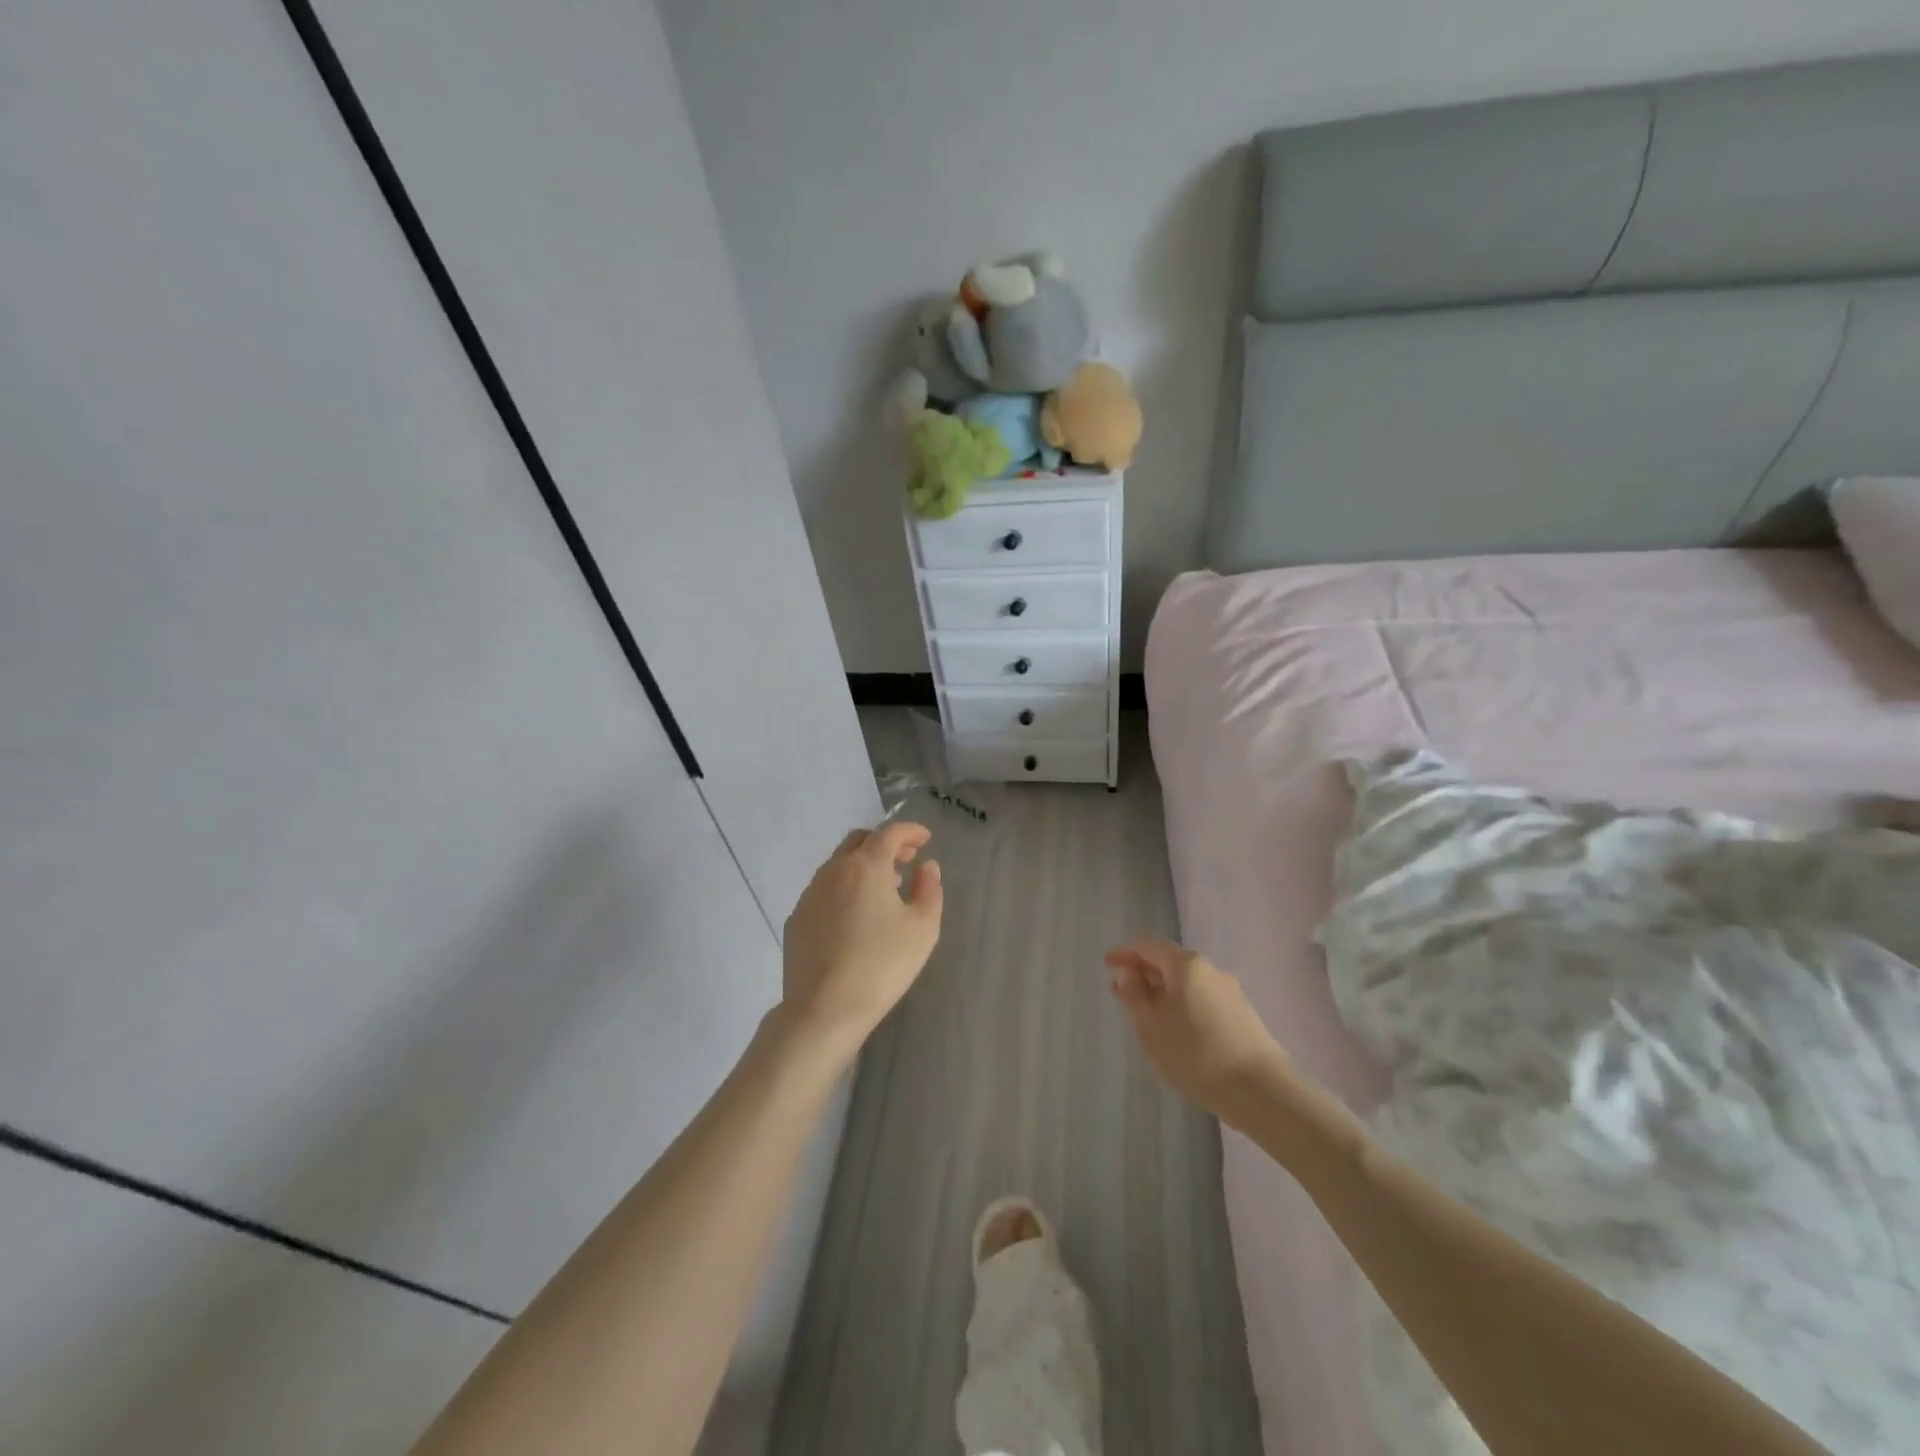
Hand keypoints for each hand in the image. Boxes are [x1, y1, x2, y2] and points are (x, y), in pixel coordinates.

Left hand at [780, 822, 942, 1059]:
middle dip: (884, 843)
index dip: (910, 830)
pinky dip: (843, 889)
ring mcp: (810, 894)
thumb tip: (927, 867)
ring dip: (862, 866)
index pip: (889, 833)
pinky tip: (853, 915)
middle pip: (859, 841)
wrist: (823, 1008)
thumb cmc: (881, 965)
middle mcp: (833, 871)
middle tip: (905, 859)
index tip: (925, 838)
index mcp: (866, 867)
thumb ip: (929, 890)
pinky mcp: (796, 919)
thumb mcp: (923, 928)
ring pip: (837, 865)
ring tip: (883, 888)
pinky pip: (823, 891)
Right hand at [1105, 937, 1285, 1116]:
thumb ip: (1134, 996)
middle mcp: (1211, 970)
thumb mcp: (1151, 1026)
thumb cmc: (1195, 1053)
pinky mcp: (1242, 1016)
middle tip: (1121, 991)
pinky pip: (1202, 1000)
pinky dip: (1182, 1005)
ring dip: (1163, 992)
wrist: (1260, 1091)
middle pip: (1170, 962)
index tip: (1106, 964)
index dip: (1125, 953)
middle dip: (1144, 974)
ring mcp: (1230, 993)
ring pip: (1187, 983)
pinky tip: (1175, 1029)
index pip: (1149, 946)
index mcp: (1187, 965)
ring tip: (1146, 1014)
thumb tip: (1129, 975)